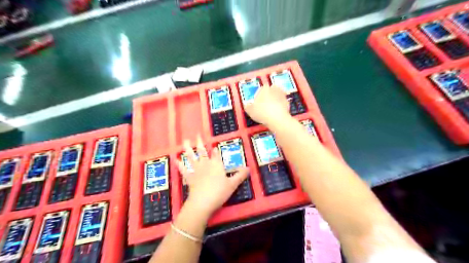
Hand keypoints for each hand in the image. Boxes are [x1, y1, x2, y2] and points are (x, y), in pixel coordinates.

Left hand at [178, 136, 248, 216]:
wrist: (202, 202)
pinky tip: (176, 160)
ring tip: (185, 141)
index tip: (214, 145)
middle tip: (197, 135)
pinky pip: (184, 170)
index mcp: (216, 165)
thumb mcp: (233, 184)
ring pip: (191, 157)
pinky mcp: (189, 178)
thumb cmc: (219, 192)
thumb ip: (240, 175)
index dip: (215, 150)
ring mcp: (196, 170)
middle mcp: (206, 164)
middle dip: (200, 143)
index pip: (216, 154)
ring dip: (188, 149)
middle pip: (203, 152)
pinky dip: (180, 165)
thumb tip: (249, 168)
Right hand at [243, 84, 291, 124]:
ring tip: (271, 109)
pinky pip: (283, 103)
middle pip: (271, 90)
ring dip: (275, 100)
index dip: (259, 95)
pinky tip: (277, 113)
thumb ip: (248, 107)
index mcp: (264, 89)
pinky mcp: (288, 103)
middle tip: (265, 104)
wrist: (277, 119)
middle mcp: (274, 90)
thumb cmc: (261, 112)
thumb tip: (247, 105)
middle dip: (269, 95)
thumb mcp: (250, 111)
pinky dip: (280, 107)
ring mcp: (282, 96)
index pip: (262, 88)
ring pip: (278, 96)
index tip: (258, 102)